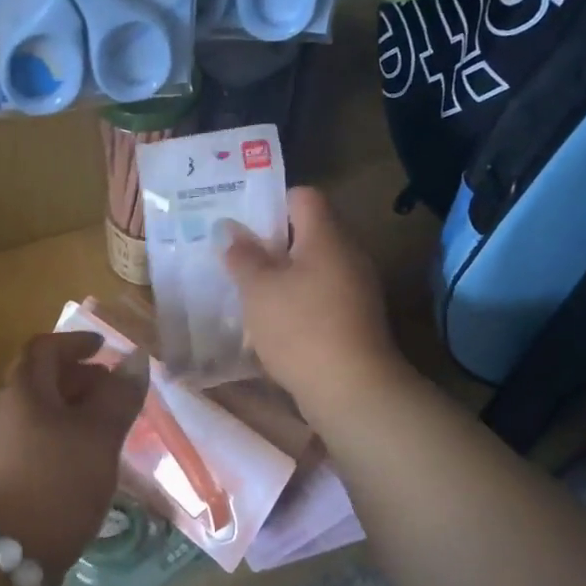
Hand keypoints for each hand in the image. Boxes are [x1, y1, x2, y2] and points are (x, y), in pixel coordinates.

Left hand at [0, 332, 147, 582]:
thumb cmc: (55, 483)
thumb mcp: (98, 437)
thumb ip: (119, 396)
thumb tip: (134, 358)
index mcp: (23, 392)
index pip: (44, 348)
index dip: (74, 342)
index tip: (103, 348)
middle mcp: (4, 413)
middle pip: (40, 381)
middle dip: (78, 378)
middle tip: (113, 391)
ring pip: (38, 415)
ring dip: (72, 412)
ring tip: (106, 429)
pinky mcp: (0, 480)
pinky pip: (34, 443)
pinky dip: (61, 439)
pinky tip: (83, 463)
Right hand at [220, 187, 402, 412]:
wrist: (352, 389)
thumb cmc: (300, 327)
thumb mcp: (258, 289)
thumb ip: (242, 256)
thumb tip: (228, 229)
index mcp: (326, 236)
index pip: (304, 196)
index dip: (272, 203)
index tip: (243, 223)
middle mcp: (347, 254)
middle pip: (308, 233)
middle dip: (271, 244)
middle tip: (237, 257)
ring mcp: (356, 288)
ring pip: (313, 268)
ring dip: (282, 276)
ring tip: (248, 291)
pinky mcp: (356, 319)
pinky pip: (321, 296)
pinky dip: (298, 302)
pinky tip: (273, 323)